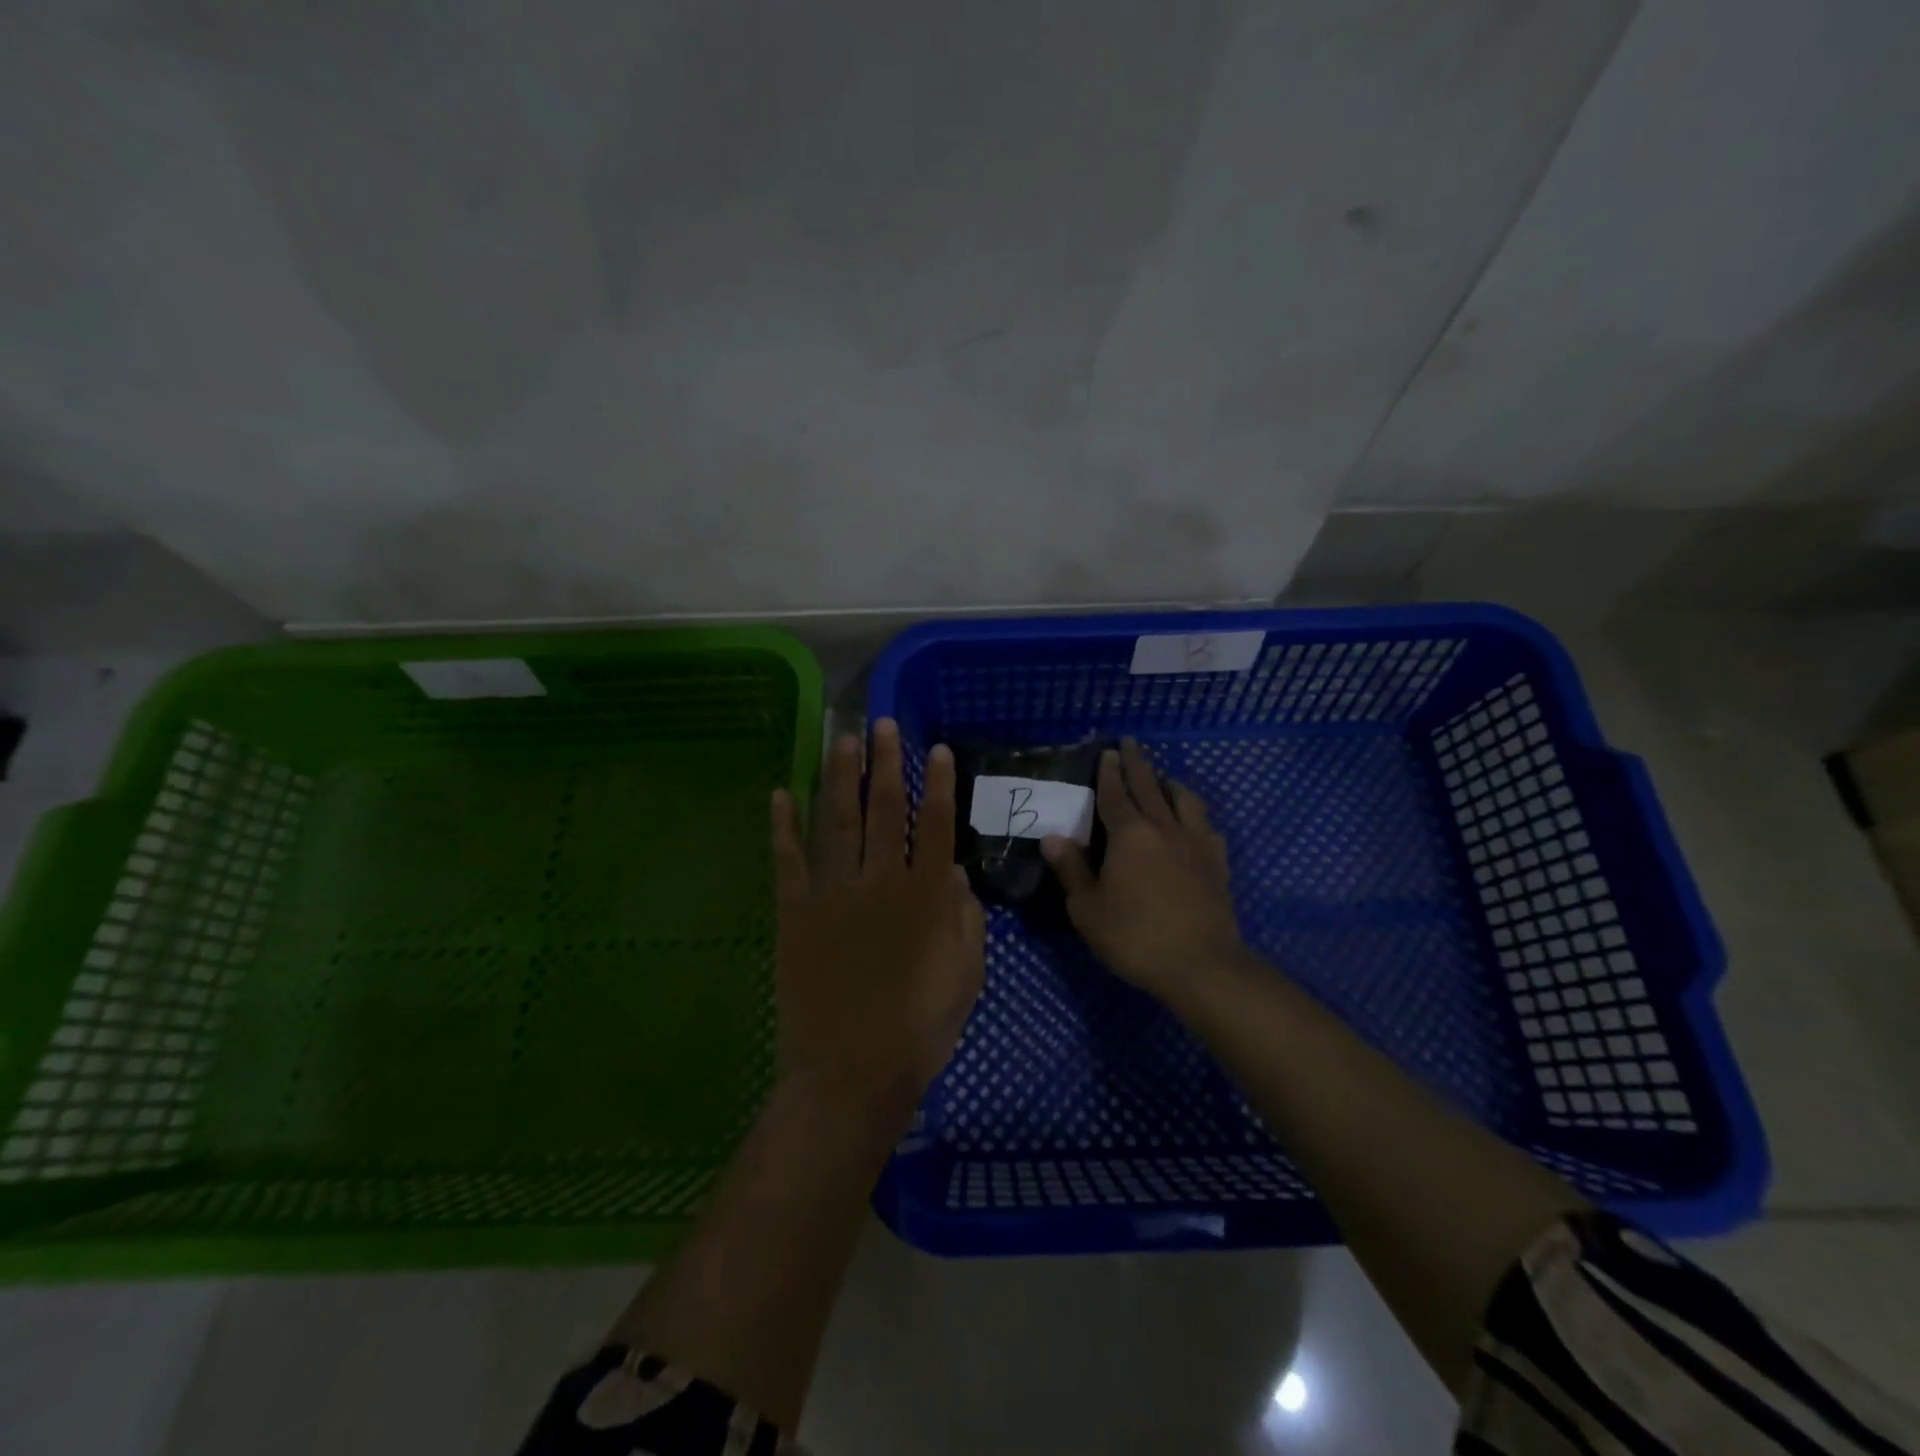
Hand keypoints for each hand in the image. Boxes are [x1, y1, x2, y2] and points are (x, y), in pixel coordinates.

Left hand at [770, 719, 985, 1127]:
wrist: (850, 1073)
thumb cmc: (919, 1029)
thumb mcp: (965, 976)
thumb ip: (964, 918)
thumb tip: (952, 871)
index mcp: (924, 896)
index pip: (935, 824)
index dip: (937, 784)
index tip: (935, 749)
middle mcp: (879, 881)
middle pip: (884, 809)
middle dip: (884, 763)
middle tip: (880, 724)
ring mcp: (832, 894)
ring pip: (837, 821)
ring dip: (839, 777)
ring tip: (841, 740)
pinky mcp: (795, 913)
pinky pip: (787, 860)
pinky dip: (782, 826)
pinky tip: (778, 793)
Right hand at [1041, 738, 1246, 1009]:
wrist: (1202, 965)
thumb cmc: (1135, 937)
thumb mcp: (1088, 909)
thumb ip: (1071, 870)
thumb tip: (1052, 838)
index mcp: (1129, 835)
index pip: (1115, 793)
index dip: (1109, 772)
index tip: (1108, 751)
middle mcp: (1164, 828)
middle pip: (1149, 786)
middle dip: (1137, 763)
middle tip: (1131, 744)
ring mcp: (1196, 843)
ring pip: (1184, 800)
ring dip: (1170, 783)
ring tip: (1163, 779)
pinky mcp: (1217, 863)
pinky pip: (1206, 826)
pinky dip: (1194, 815)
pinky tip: (1193, 823)